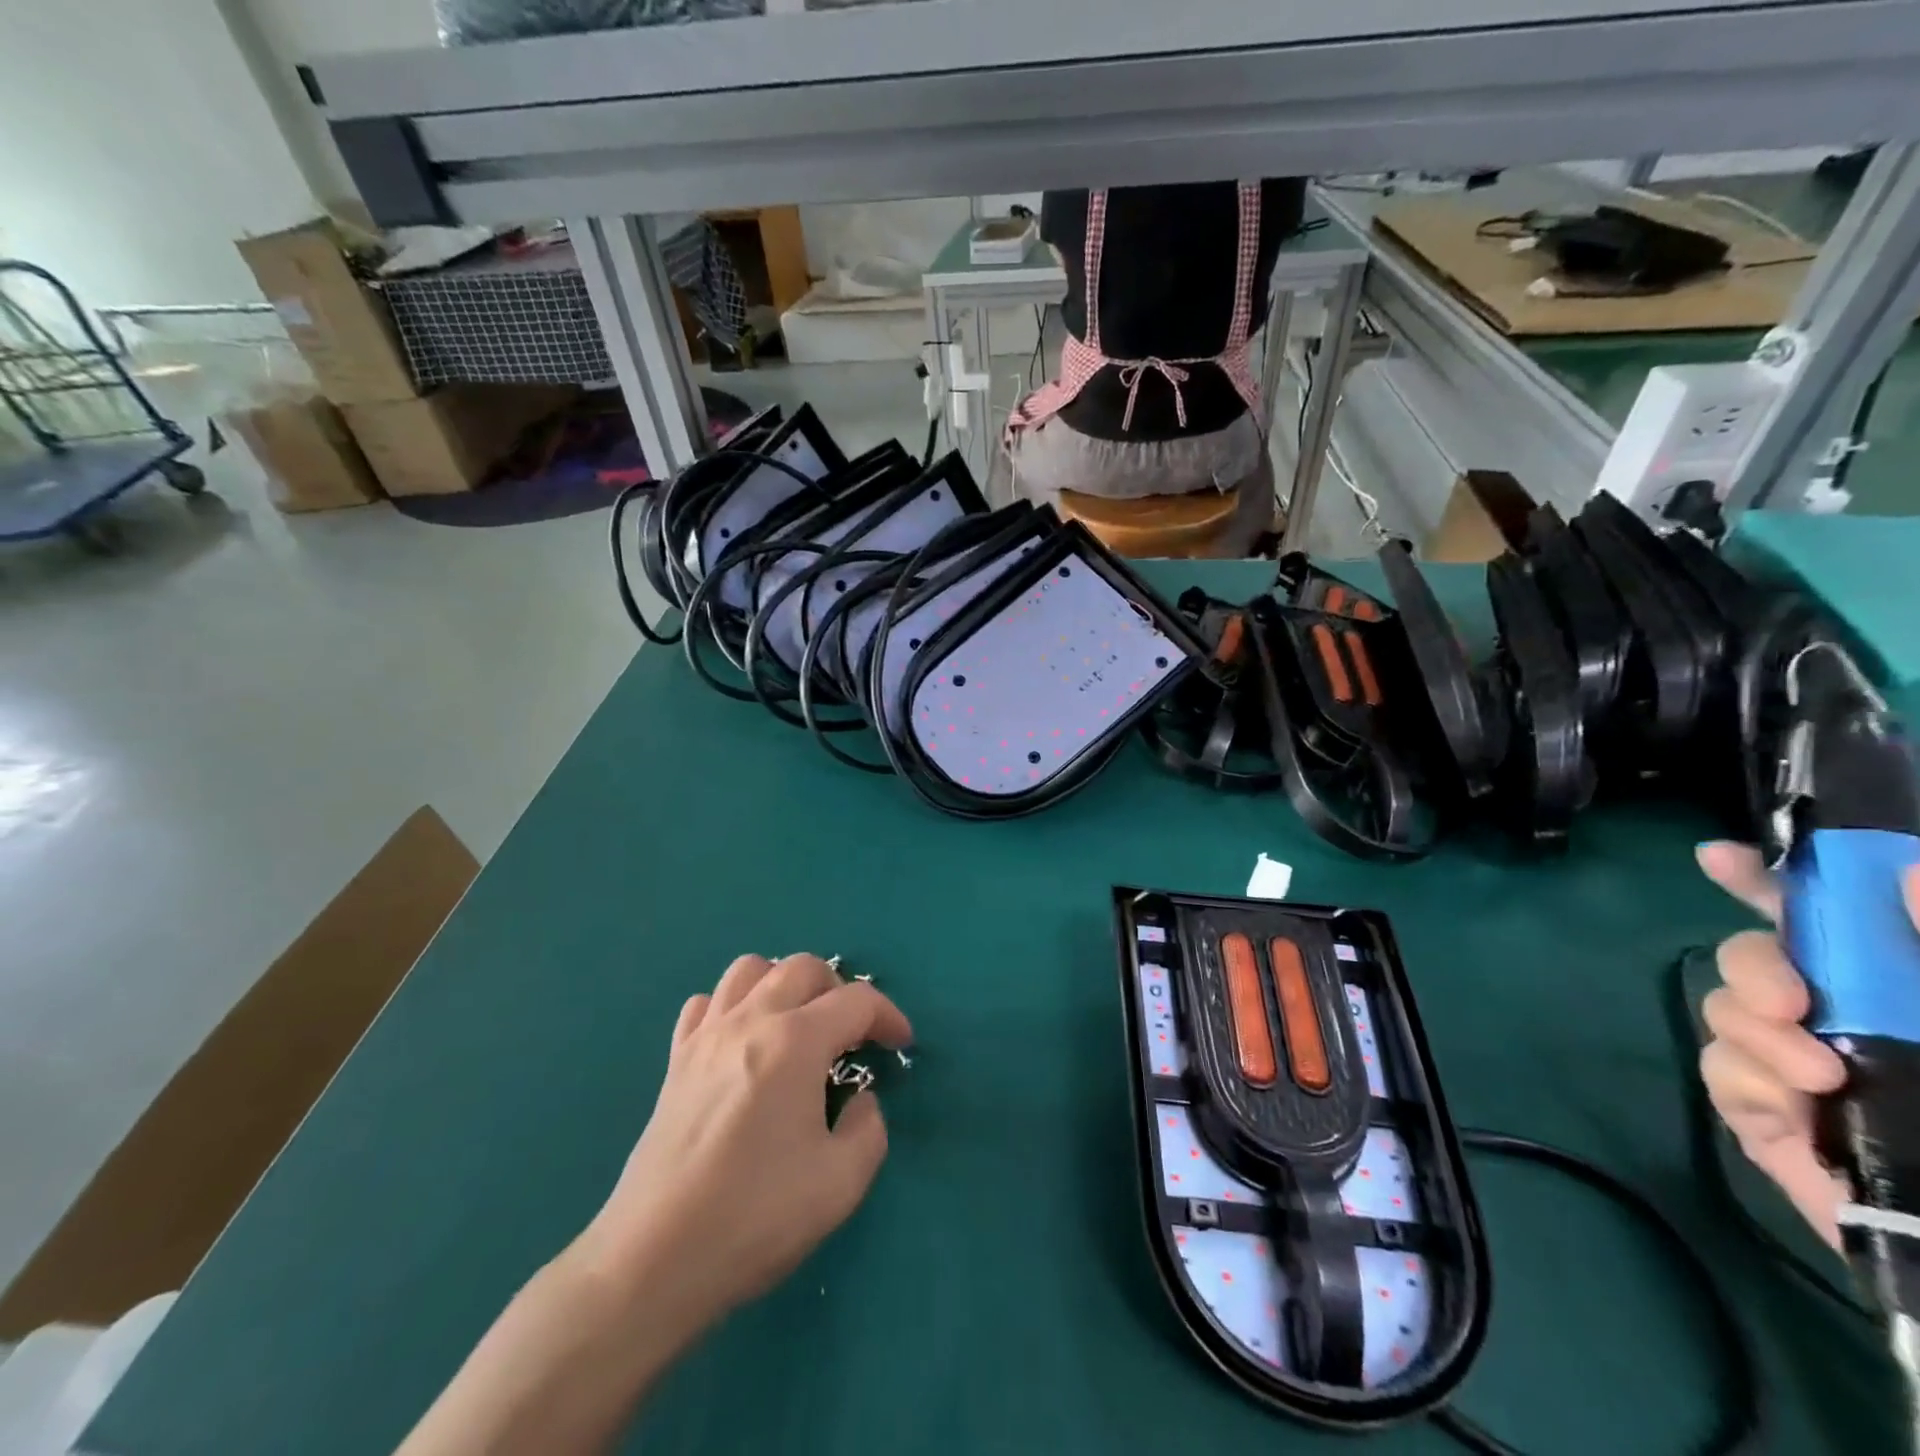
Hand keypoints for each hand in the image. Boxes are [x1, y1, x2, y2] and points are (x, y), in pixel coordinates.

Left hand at [577, 954, 913, 1330]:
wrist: (652, 1260)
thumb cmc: (754, 1217)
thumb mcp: (840, 1184)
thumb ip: (869, 1129)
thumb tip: (859, 1100)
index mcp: (796, 1042)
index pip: (856, 1001)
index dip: (888, 1016)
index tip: (900, 1045)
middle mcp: (751, 1021)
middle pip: (803, 967)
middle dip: (839, 990)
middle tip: (851, 1034)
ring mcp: (706, 1036)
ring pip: (749, 970)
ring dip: (783, 984)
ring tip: (797, 1025)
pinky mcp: (675, 1061)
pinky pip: (705, 1004)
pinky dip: (732, 1008)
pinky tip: (742, 1043)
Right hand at [1696, 842, 1878, 1248]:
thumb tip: (1907, 872)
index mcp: (1896, 992)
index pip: (1821, 920)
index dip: (1763, 880)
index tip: (1717, 857)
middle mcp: (1841, 1018)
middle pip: (1751, 956)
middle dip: (1753, 965)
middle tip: (1790, 1002)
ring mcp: (1797, 1067)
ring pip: (1726, 1010)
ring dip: (1755, 1029)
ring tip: (1816, 1076)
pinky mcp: (1767, 1117)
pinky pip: (1721, 1071)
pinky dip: (1749, 1079)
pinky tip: (1794, 1106)